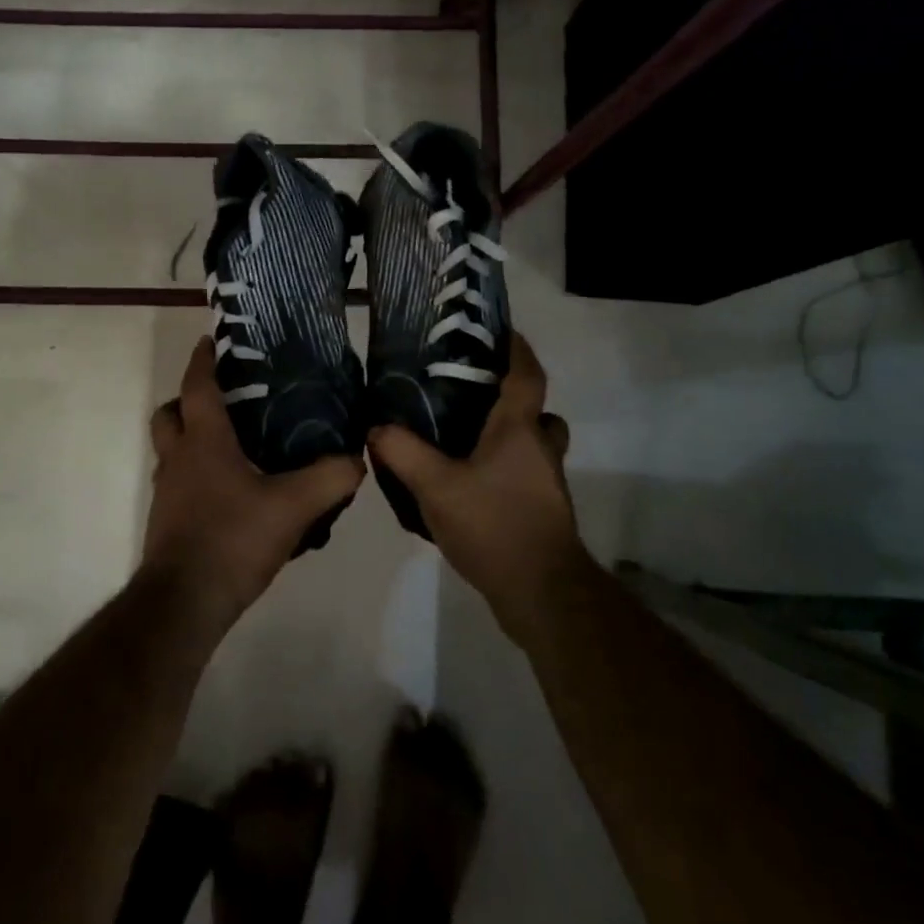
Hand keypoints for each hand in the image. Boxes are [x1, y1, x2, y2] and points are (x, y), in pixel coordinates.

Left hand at [144, 337, 365, 631]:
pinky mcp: (168, 522)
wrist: (184, 603)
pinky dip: (198, 476)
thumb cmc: (232, 539)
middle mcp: (178, 459)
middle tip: (225, 399)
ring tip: (235, 445)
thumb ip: (330, 478)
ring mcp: (167, 492)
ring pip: (171, 450)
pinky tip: (232, 493)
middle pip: (169, 414)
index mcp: (203, 442)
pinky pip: (179, 483)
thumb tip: (356, 459)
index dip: (203, 360)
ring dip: (192, 440)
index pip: (198, 386)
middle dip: (188, 400)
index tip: (212, 341)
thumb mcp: (293, 506)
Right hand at [367, 333, 587, 640]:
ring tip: (467, 441)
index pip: (527, 375)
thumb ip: (403, 453)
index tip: (503, 331)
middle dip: (514, 399)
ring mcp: (547, 483)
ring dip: (512, 437)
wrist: (542, 592)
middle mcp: (540, 449)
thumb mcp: (436, 486)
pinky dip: (507, 469)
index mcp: (520, 430)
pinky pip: (527, 474)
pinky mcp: (543, 511)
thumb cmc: (494, 524)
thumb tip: (376, 427)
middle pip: (538, 412)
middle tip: (475, 395)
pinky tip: (472, 485)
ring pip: (535, 445)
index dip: (518, 350)